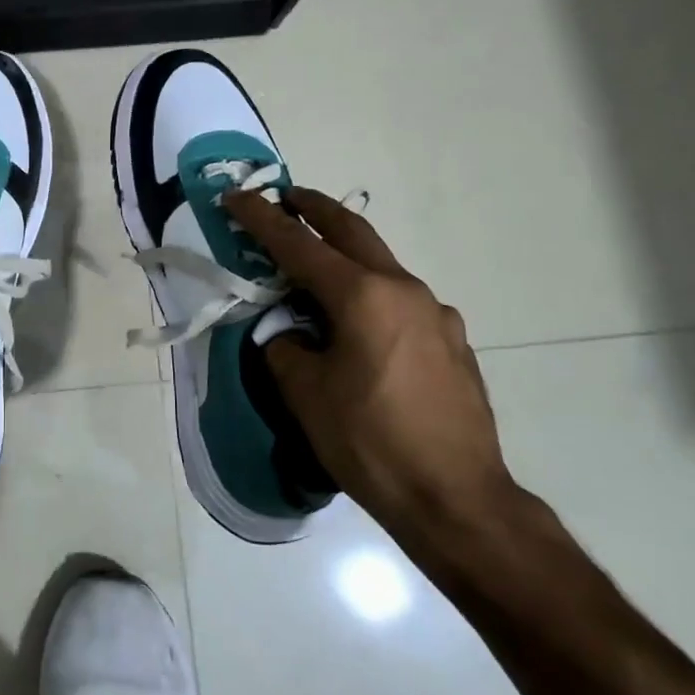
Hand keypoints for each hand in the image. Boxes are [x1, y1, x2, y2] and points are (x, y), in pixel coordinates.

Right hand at [223, 187, 515, 546]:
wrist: (457, 499)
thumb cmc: (370, 442)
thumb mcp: (305, 394)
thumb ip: (285, 347)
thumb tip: (287, 334)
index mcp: (362, 296)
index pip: (298, 245)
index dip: (262, 218)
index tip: (237, 195)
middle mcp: (404, 291)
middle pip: (352, 232)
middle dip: (314, 209)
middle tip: (287, 198)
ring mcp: (436, 314)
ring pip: (380, 267)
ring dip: (345, 255)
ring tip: (316, 271)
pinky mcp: (452, 341)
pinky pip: (401, 302)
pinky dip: (371, 295)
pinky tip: (360, 328)